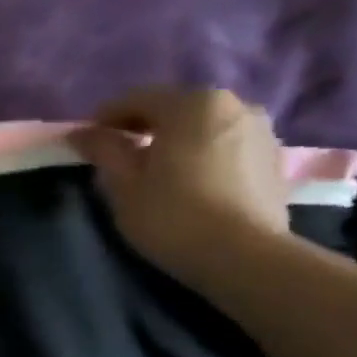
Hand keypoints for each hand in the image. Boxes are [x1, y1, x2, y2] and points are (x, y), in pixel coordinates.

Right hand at [70, 87, 291, 289]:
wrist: (245, 257)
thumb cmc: (172, 215)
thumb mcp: (123, 183)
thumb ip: (103, 150)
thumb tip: (84, 132)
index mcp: (191, 104)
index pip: (137, 99)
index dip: (106, 117)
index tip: (87, 140)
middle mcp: (232, 104)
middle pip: (174, 107)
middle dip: (143, 125)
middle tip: (119, 152)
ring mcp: (260, 129)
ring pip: (203, 125)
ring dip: (176, 138)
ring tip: (155, 166)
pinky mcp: (273, 157)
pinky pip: (225, 143)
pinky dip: (202, 152)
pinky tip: (189, 178)